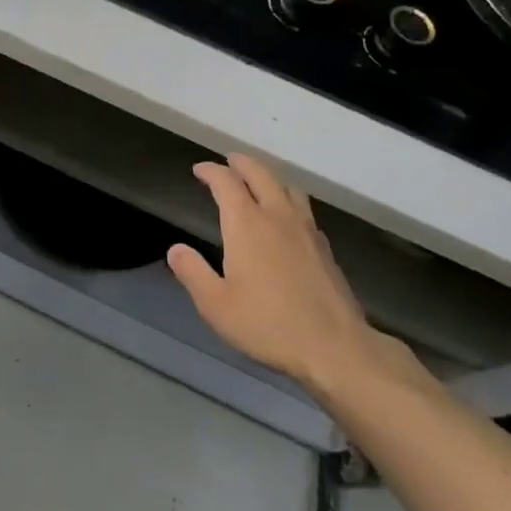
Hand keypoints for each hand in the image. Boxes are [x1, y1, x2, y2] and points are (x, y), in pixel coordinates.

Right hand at [169, 154, 389, 402]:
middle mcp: (277, 216)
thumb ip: (192, 273)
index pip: (226, 182)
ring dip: (269, 177)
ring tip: (258, 183)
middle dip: (241, 163)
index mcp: (247, 224)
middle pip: (260, 174)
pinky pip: (304, 209)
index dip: (211, 171)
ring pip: (288, 187)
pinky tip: (286, 219)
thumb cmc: (268, 324)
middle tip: (228, 162)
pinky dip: (288, 201)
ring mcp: (306, 230)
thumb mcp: (216, 305)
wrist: (335, 348)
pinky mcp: (325, 248)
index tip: (199, 170)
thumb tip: (176, 249)